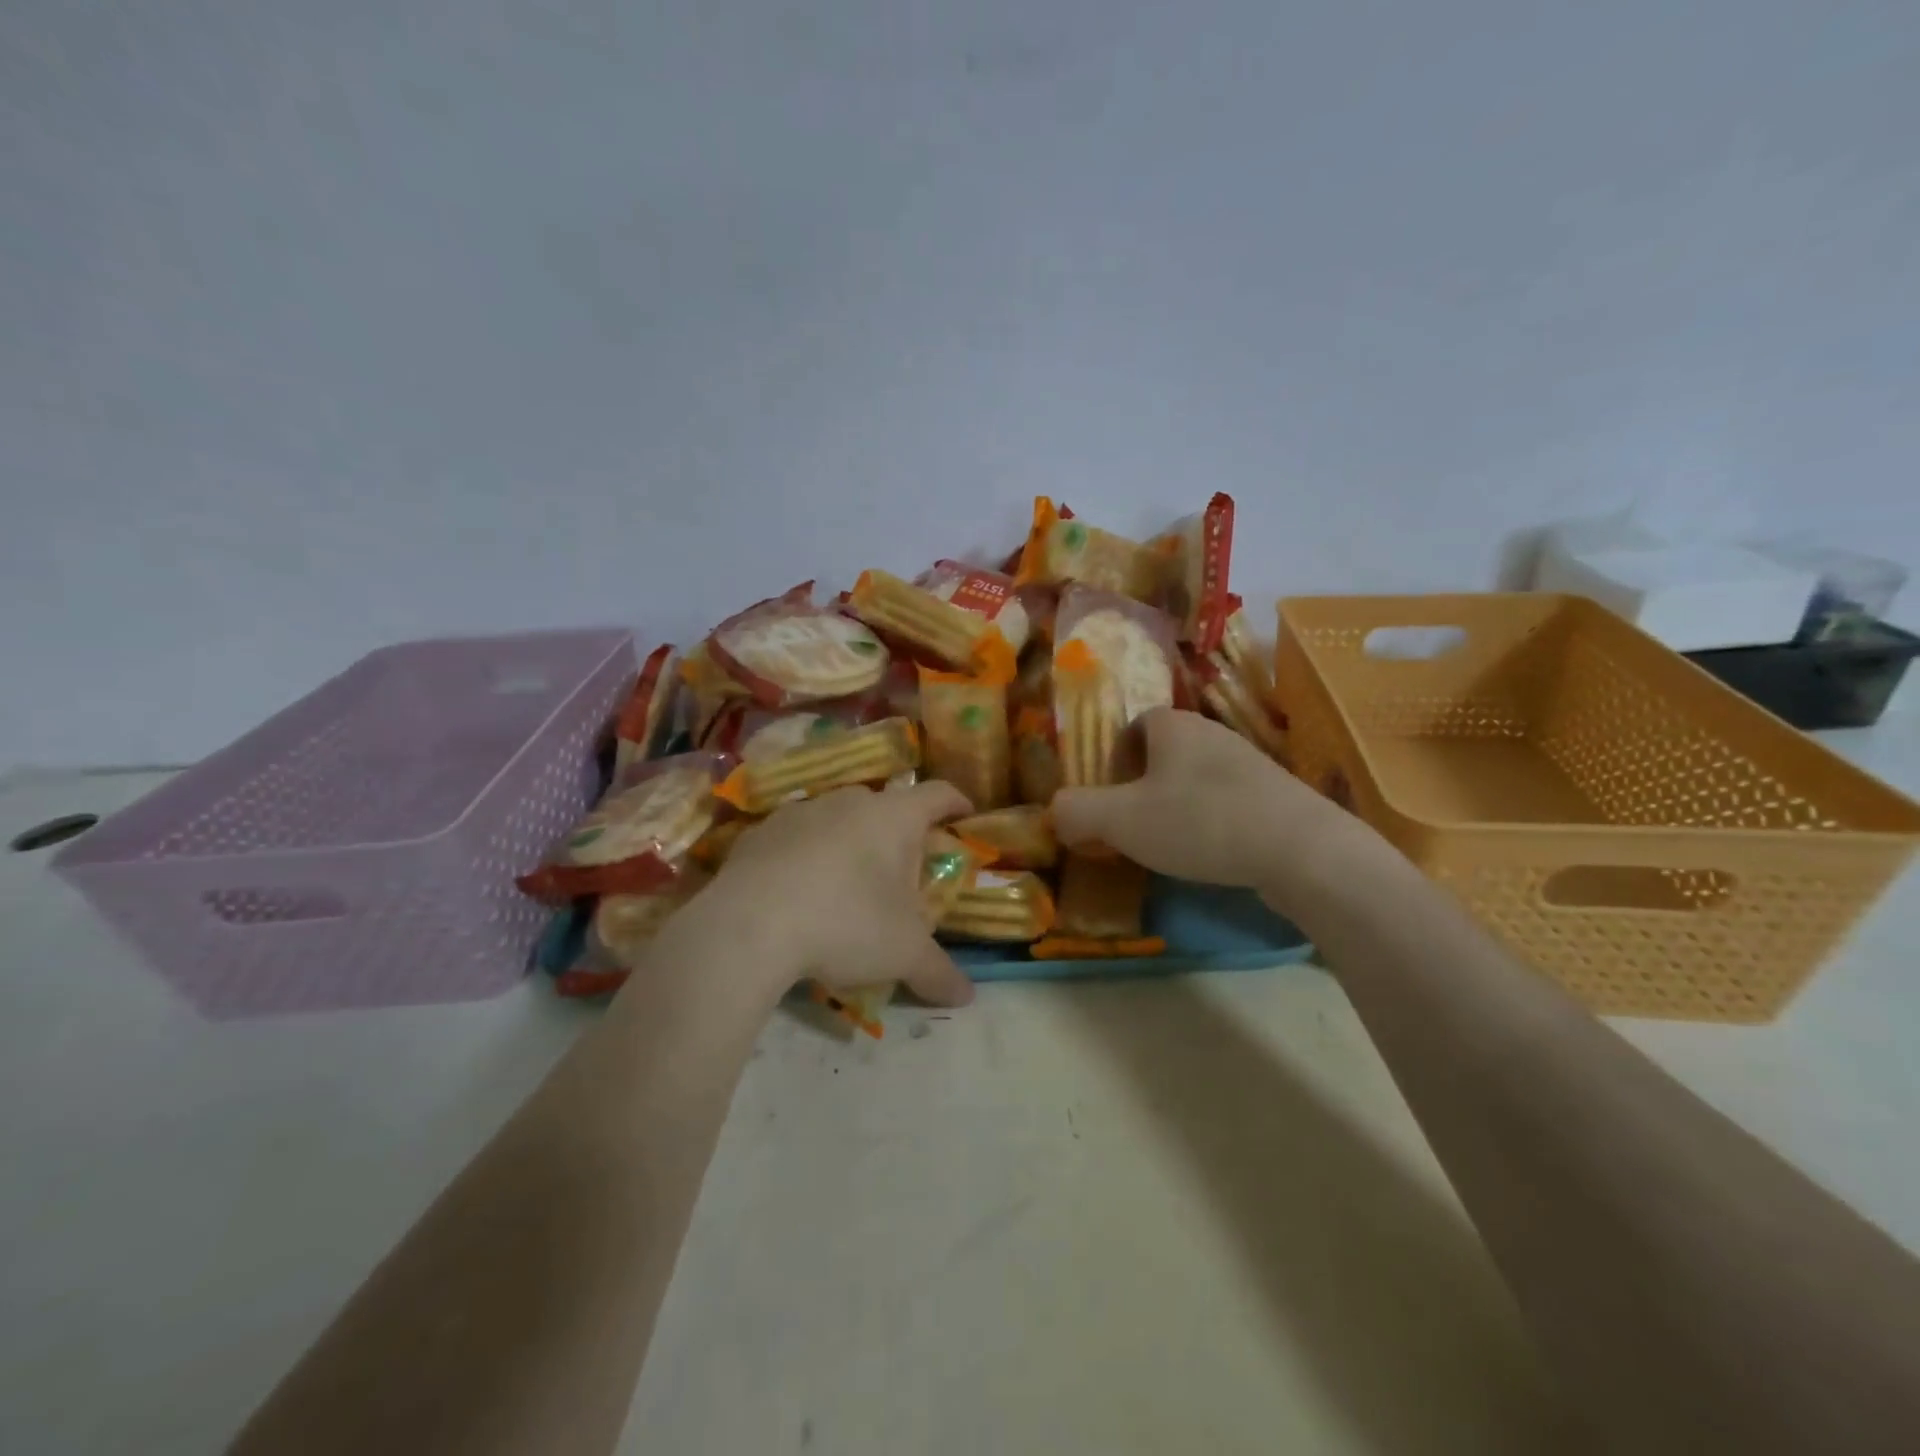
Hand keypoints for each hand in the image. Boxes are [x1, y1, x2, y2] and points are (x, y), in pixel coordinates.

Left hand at [696, 780, 977, 1007]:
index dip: (955, 802)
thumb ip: (939, 972)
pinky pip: (796, 838)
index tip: (964, 814)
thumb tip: (966, 996)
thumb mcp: (903, 954)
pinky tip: (799, 893)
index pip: (937, 793)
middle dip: (899, 835)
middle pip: (886, 808)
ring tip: (848, 885)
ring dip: (850, 843)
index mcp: (894, 816)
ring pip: (838, 819)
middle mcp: (849, 801)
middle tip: (903, 873)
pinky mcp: (760, 832)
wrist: (748, 926)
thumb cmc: (845, 924)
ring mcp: (800, 811)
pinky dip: (807, 856)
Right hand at [1051, 709, 1348, 899]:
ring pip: (1194, 778)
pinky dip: (1210, 822)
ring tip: (1168, 845)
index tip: (1107, 798)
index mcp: (1172, 725)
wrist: (1301, 850)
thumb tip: (1055, 812)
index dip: (1112, 760)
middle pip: (1162, 753)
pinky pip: (1226, 801)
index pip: (1131, 726)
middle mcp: (1211, 733)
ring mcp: (1249, 763)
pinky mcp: (1275, 795)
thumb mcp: (1119, 820)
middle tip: (1129, 826)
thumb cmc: (1199, 822)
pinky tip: (1211, 853)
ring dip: (1175, 806)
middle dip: (1140, 786)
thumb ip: (1076, 811)